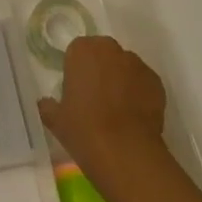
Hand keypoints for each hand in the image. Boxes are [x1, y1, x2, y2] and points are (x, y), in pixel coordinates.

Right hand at [36, 35, 167, 173]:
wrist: (125, 152)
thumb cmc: (84, 130)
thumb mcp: (56, 120)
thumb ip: (48, 105)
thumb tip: (45, 103)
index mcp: (82, 49)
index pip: (78, 52)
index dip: (78, 71)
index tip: (78, 92)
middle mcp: (110, 49)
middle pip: (104, 54)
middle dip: (101, 70)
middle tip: (98, 98)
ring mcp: (136, 64)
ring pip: (126, 67)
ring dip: (122, 80)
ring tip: (120, 110)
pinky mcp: (156, 82)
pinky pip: (144, 83)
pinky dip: (140, 93)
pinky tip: (136, 117)